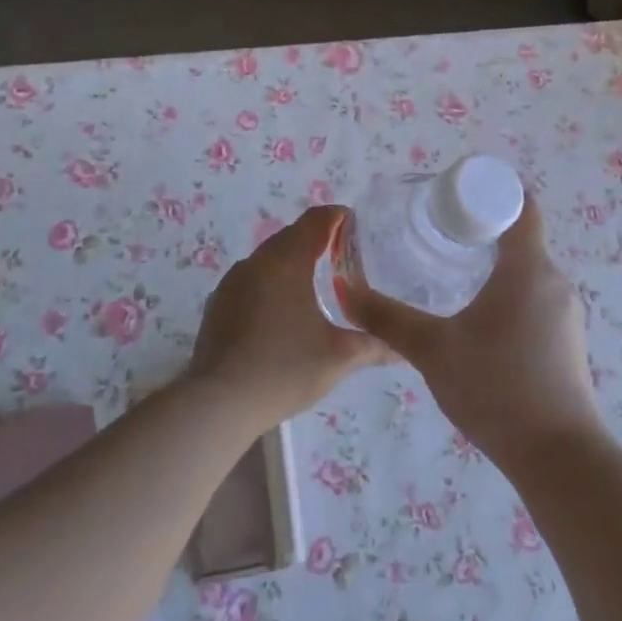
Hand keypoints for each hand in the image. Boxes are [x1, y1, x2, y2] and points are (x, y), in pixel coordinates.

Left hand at [186, 205, 389, 431]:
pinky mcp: (218, 304)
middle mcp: (256, 263)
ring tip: (316, 281)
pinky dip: (272, 282)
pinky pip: (252, 279)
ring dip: (292, 260)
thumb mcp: (338, 358)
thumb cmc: (284, 370)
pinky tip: (283, 309)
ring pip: (268, 258)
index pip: (315, 221)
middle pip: (290, 236)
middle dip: (317, 238)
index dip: (337, 217)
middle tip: (344, 254)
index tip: (356, 224)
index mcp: (286, 262)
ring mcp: (232, 283)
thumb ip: (373, 345)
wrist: (218, 403)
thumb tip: (402, 348)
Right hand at [338, 196, 602, 467]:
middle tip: (437, 235)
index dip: (488, 193)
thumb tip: (345, 291)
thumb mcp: (432, 350)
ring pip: (527, 272)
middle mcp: (554, 281)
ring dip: (493, 266)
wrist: (558, 456)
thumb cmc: (496, 388)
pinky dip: (507, 294)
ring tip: (450, 276)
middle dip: (480, 230)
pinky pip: (535, 299)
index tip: (451, 200)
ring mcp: (566, 313)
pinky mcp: (567, 341)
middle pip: (520, 237)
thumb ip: (387, 319)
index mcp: (528, 268)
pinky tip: (477, 321)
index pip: (520, 205)